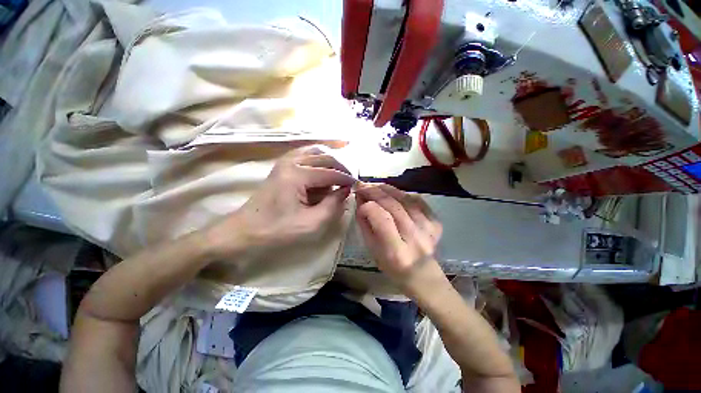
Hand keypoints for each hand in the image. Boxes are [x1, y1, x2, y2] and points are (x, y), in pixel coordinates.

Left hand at [205, 146, 355, 259]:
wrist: (246, 230)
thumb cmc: (278, 230)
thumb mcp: (311, 223)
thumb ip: (332, 205)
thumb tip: (346, 191)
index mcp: (297, 175)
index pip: (330, 172)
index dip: (346, 179)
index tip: (357, 186)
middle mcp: (291, 162)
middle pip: (325, 158)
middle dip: (341, 168)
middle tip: (351, 180)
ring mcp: (284, 161)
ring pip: (315, 152)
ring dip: (330, 160)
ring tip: (340, 172)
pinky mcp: (282, 165)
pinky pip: (304, 154)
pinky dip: (318, 157)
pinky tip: (324, 165)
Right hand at [355, 183, 441, 285]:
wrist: (423, 276)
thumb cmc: (393, 268)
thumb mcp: (373, 250)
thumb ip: (365, 225)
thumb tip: (360, 201)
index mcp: (397, 252)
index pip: (382, 219)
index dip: (368, 207)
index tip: (359, 201)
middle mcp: (415, 238)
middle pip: (394, 205)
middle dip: (375, 191)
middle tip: (362, 185)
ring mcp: (429, 229)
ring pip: (406, 199)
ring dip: (387, 189)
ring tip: (374, 186)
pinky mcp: (436, 222)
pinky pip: (417, 200)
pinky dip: (402, 193)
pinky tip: (392, 193)